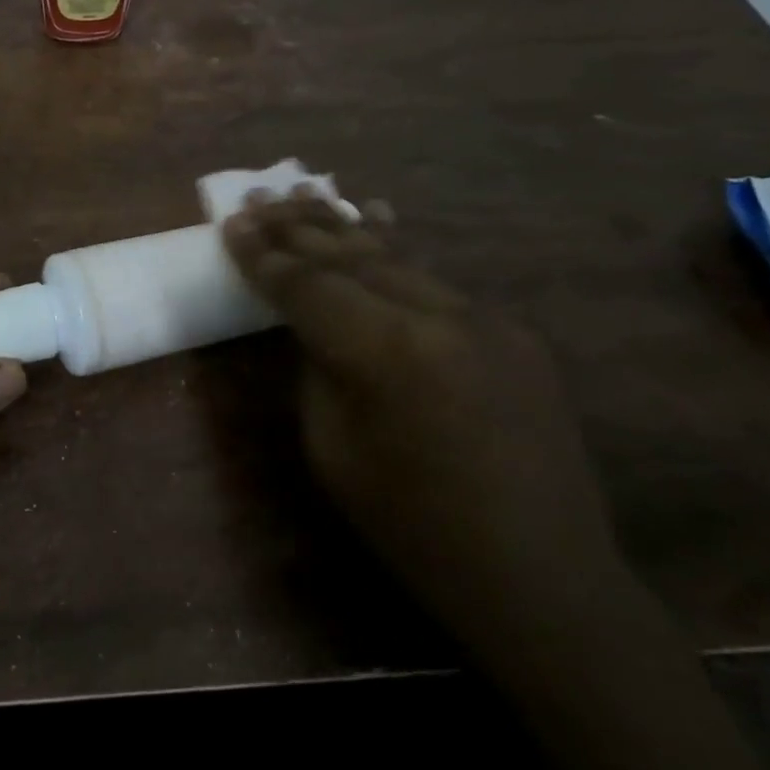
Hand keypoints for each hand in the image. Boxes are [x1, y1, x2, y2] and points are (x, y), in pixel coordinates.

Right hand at [222, 192, 624, 649]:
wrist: (539, 576)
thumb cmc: (414, 528)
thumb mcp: (333, 452)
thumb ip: (316, 371)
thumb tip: (312, 326)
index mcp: (386, 352)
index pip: (307, 286)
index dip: (262, 256)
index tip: (231, 223)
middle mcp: (439, 315)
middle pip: (351, 256)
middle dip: (298, 227)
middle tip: (259, 197)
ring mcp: (484, 317)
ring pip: (397, 257)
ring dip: (344, 226)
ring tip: (305, 193)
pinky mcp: (512, 330)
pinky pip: (436, 280)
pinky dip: (395, 250)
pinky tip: (376, 216)